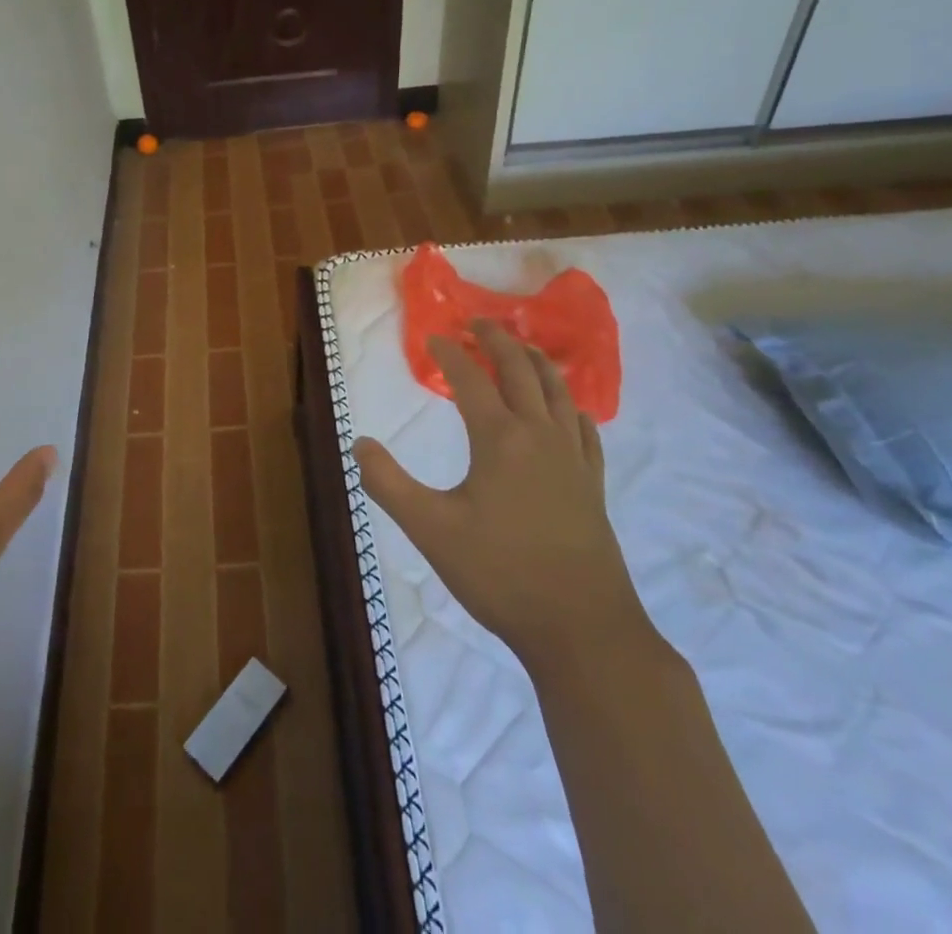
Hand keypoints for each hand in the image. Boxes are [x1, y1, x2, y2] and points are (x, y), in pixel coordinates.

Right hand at [354, 321, 651, 672]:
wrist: (583, 629)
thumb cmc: (501, 574)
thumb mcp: (430, 529)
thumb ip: (388, 483)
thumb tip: (359, 444)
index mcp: (500, 438)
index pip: (472, 380)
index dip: (450, 354)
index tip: (433, 337)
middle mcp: (540, 435)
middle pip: (520, 371)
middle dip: (497, 341)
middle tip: (478, 322)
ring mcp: (573, 459)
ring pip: (559, 392)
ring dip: (537, 362)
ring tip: (522, 347)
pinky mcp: (593, 485)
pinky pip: (584, 428)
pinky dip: (571, 405)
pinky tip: (568, 410)